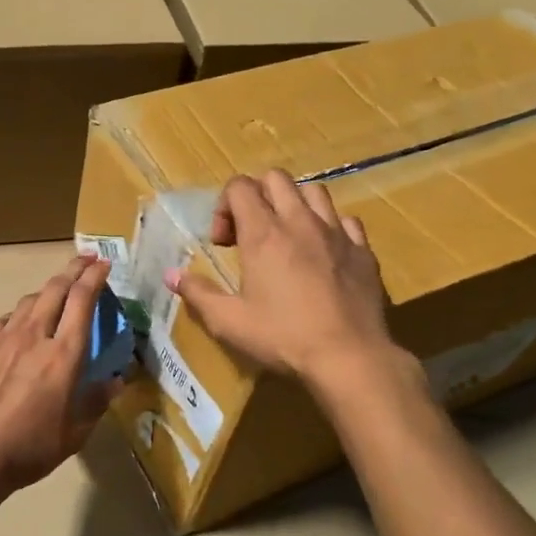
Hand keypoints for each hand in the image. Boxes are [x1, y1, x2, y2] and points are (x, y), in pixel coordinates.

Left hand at [0, 256, 117, 496]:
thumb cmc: (31, 446)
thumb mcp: (76, 432)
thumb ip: (97, 401)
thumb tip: (116, 381)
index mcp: (64, 354)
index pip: (82, 301)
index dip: (95, 278)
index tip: (104, 264)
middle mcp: (35, 336)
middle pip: (55, 289)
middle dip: (73, 269)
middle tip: (86, 260)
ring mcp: (4, 339)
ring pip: (29, 300)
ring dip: (47, 289)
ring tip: (57, 291)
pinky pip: (5, 320)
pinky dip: (20, 314)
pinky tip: (20, 324)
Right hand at [165, 170, 401, 382]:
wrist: (348, 357)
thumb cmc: (282, 337)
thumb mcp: (228, 322)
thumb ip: (198, 293)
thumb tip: (172, 275)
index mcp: (263, 234)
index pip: (239, 186)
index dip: (224, 206)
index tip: (223, 243)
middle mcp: (300, 222)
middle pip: (276, 178)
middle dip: (257, 196)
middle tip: (250, 233)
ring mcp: (336, 233)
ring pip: (314, 191)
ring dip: (294, 204)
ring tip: (288, 236)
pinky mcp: (363, 250)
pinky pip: (346, 220)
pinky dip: (330, 227)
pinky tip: (324, 252)